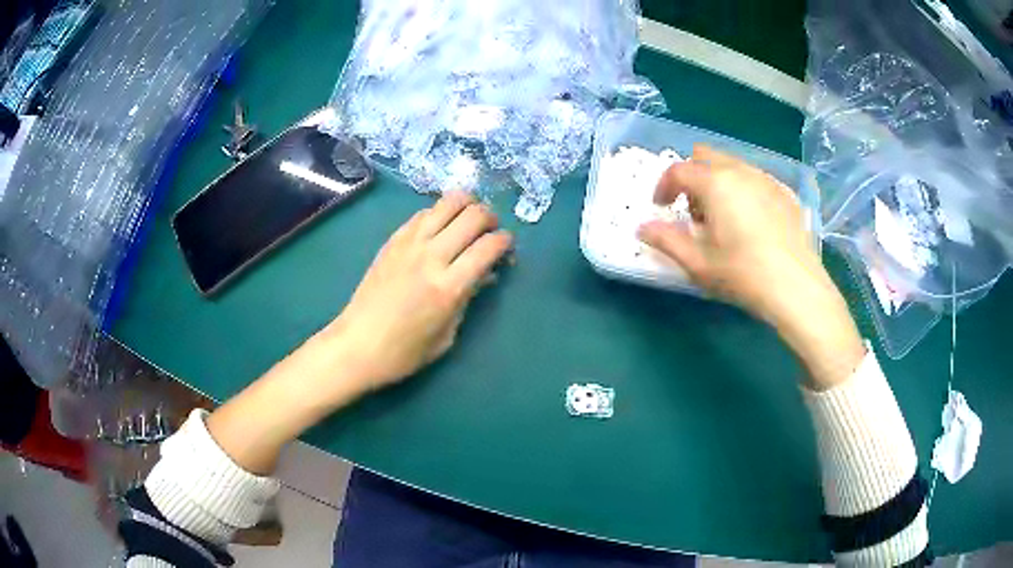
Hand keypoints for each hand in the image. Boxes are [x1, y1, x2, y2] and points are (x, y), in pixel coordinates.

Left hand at [326, 191, 512, 391]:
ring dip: (468, 206)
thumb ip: (469, 298)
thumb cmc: (405, 351)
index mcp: (449, 286)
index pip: (489, 246)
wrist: (357, 345)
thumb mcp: (447, 335)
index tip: (507, 250)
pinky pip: (424, 212)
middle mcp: (432, 256)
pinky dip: (441, 213)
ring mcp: (410, 243)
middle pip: (474, 215)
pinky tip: (441, 228)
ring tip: (469, 221)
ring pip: (449, 202)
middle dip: (491, 219)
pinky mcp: (393, 239)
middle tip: (490, 233)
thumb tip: (486, 273)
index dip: (507, 242)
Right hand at [638, 145, 863, 389]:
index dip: (663, 187)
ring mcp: (766, 180)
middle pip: (705, 156)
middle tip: (693, 212)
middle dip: (692, 178)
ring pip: (732, 166)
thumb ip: (666, 240)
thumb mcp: (698, 263)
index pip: (678, 170)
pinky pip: (755, 180)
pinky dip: (743, 191)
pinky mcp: (785, 194)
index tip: (661, 208)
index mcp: (715, 183)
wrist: (797, 288)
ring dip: (717, 183)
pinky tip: (751, 223)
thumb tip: (642, 228)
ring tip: (722, 219)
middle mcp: (740, 171)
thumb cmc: (742, 274)